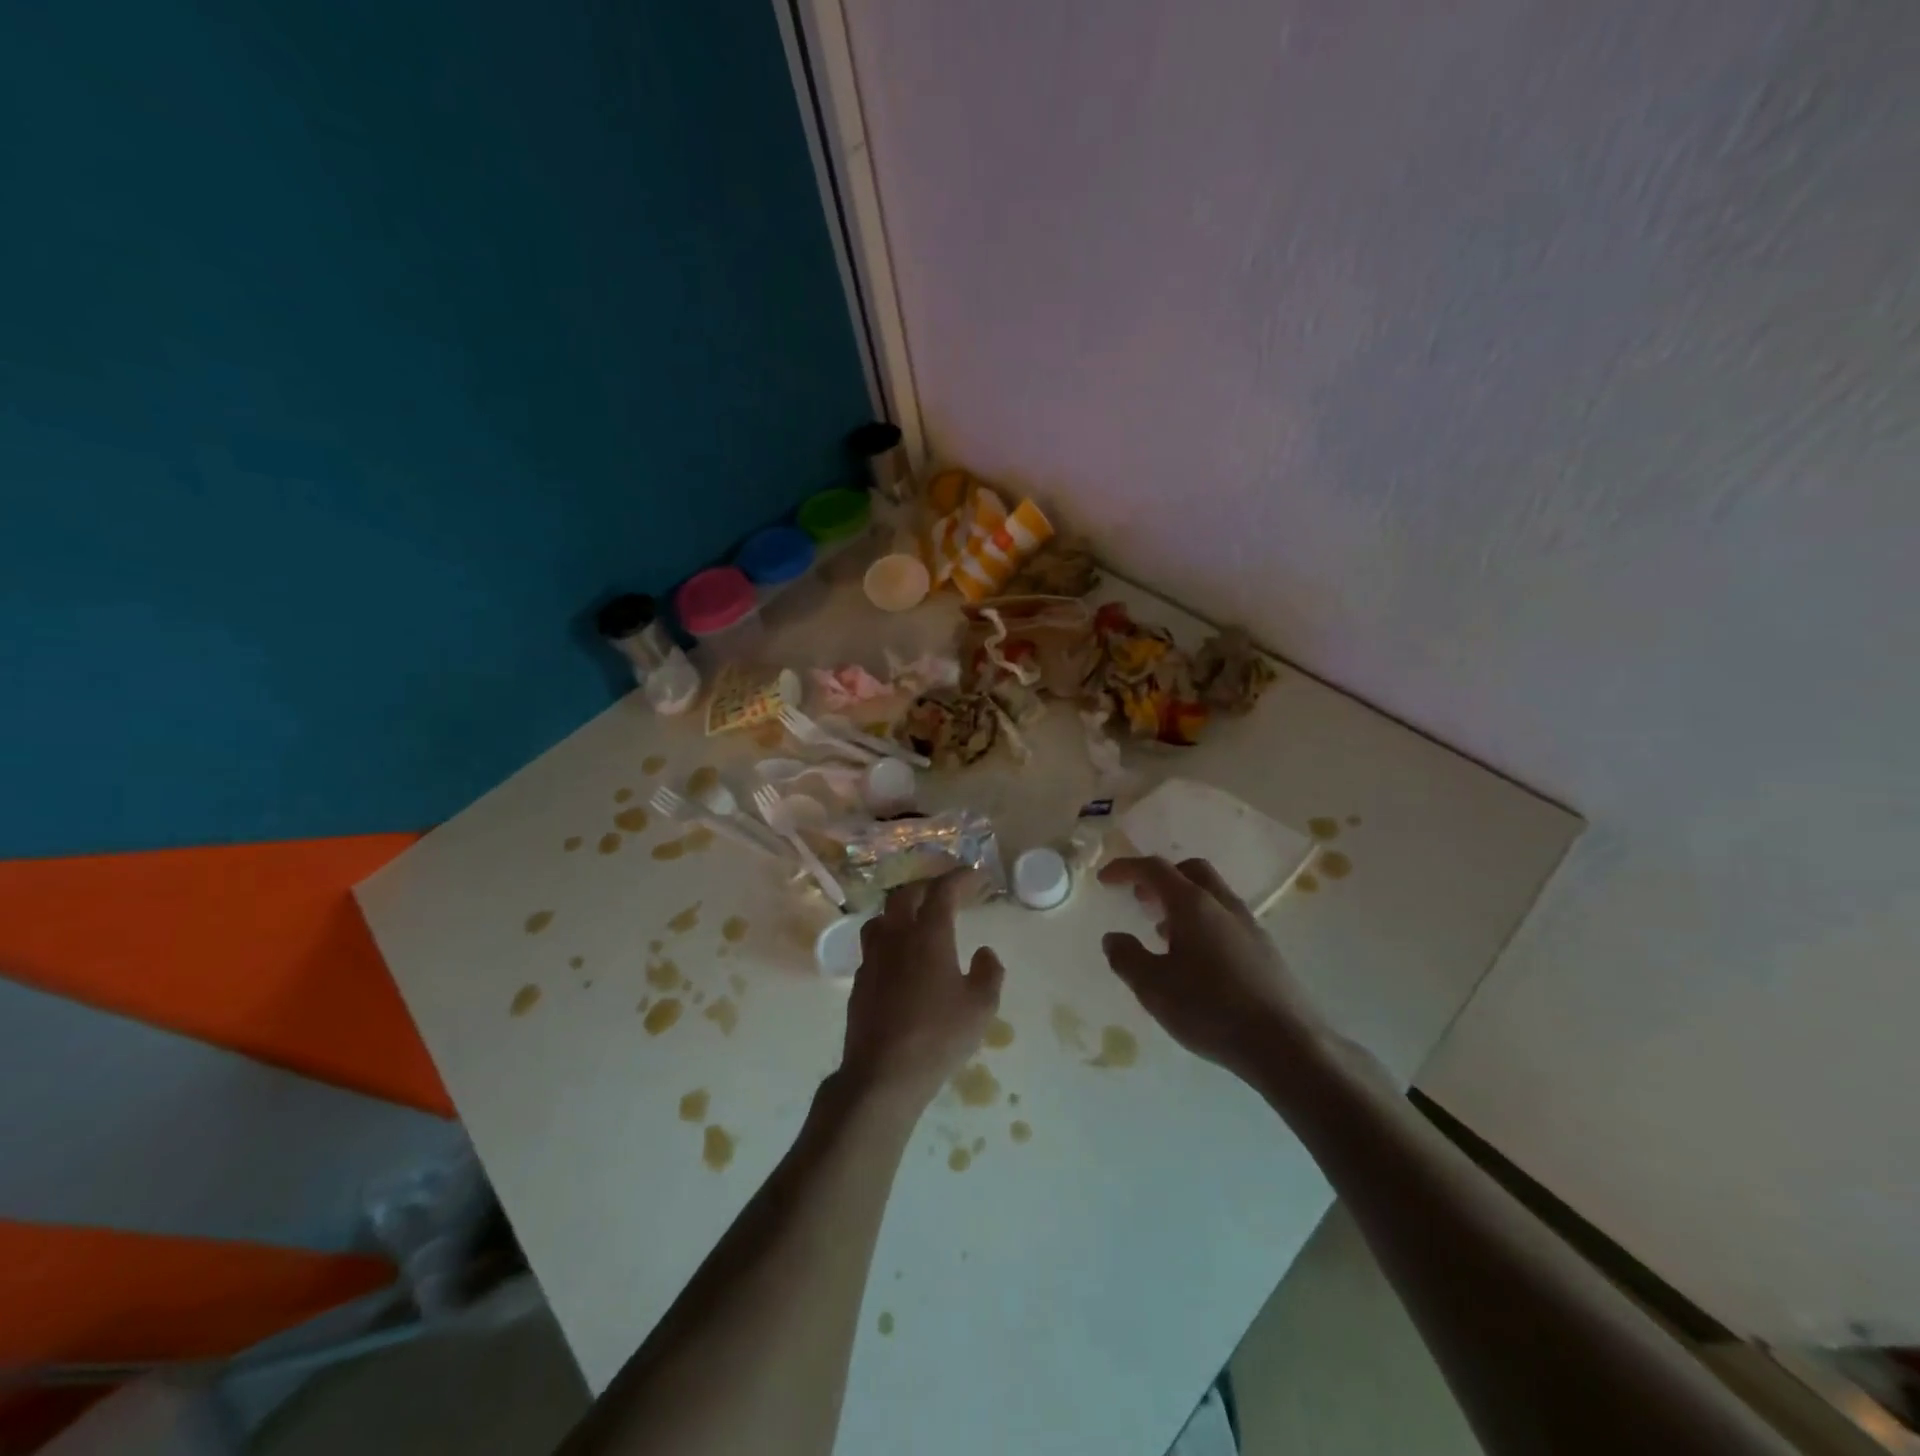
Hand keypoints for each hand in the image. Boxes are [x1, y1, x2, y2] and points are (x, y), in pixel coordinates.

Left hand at [841, 872, 1005, 1109]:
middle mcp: (896, 937)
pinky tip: (900, 958)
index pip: (942, 892)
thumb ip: (989, 973)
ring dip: (901, 910)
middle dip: (927, 886)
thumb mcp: (981, 1007)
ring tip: (916, 919)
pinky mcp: (860, 981)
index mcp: (928, 936)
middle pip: (906, 895)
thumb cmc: (938, 1037)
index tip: (973, 875)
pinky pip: (873, 946)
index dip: (959, 878)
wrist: (883, 1074)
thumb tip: (985, 952)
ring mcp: (873, 958)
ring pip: (882, 917)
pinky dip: (889, 939)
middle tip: (945, 892)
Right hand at [1098, 856, 1329, 1084]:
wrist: (1286, 1045)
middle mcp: (1223, 906)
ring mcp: (1249, 926)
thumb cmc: (1211, 1009)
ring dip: (1182, 902)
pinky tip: (1195, 959)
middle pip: (1190, 871)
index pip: (1155, 869)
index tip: (1105, 879)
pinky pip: (1226, 920)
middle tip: (1139, 898)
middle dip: (1161, 878)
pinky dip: (1203, 923)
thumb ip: (1127, 958)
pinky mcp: (1265, 951)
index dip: (1126, 868)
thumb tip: (1113, 938)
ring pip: (1212, 895)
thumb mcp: (1153, 987)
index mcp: (1193, 905)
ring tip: (1162, 931)